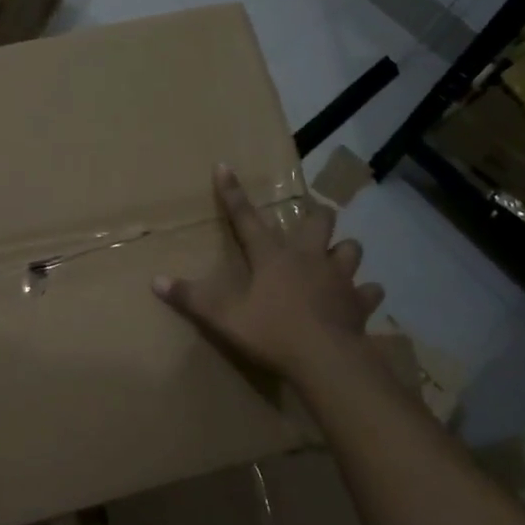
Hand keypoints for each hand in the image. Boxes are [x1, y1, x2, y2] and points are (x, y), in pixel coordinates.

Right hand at [154, 165, 383, 381]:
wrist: (325, 359)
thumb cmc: (272, 332)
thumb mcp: (223, 317)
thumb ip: (191, 297)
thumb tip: (155, 281)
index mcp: (272, 256)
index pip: (246, 217)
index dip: (232, 192)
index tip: (224, 166)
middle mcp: (309, 258)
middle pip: (319, 221)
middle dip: (315, 214)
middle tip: (312, 218)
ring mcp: (339, 278)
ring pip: (351, 249)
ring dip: (344, 250)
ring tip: (336, 258)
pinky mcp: (359, 303)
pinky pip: (369, 291)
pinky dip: (366, 292)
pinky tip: (362, 298)